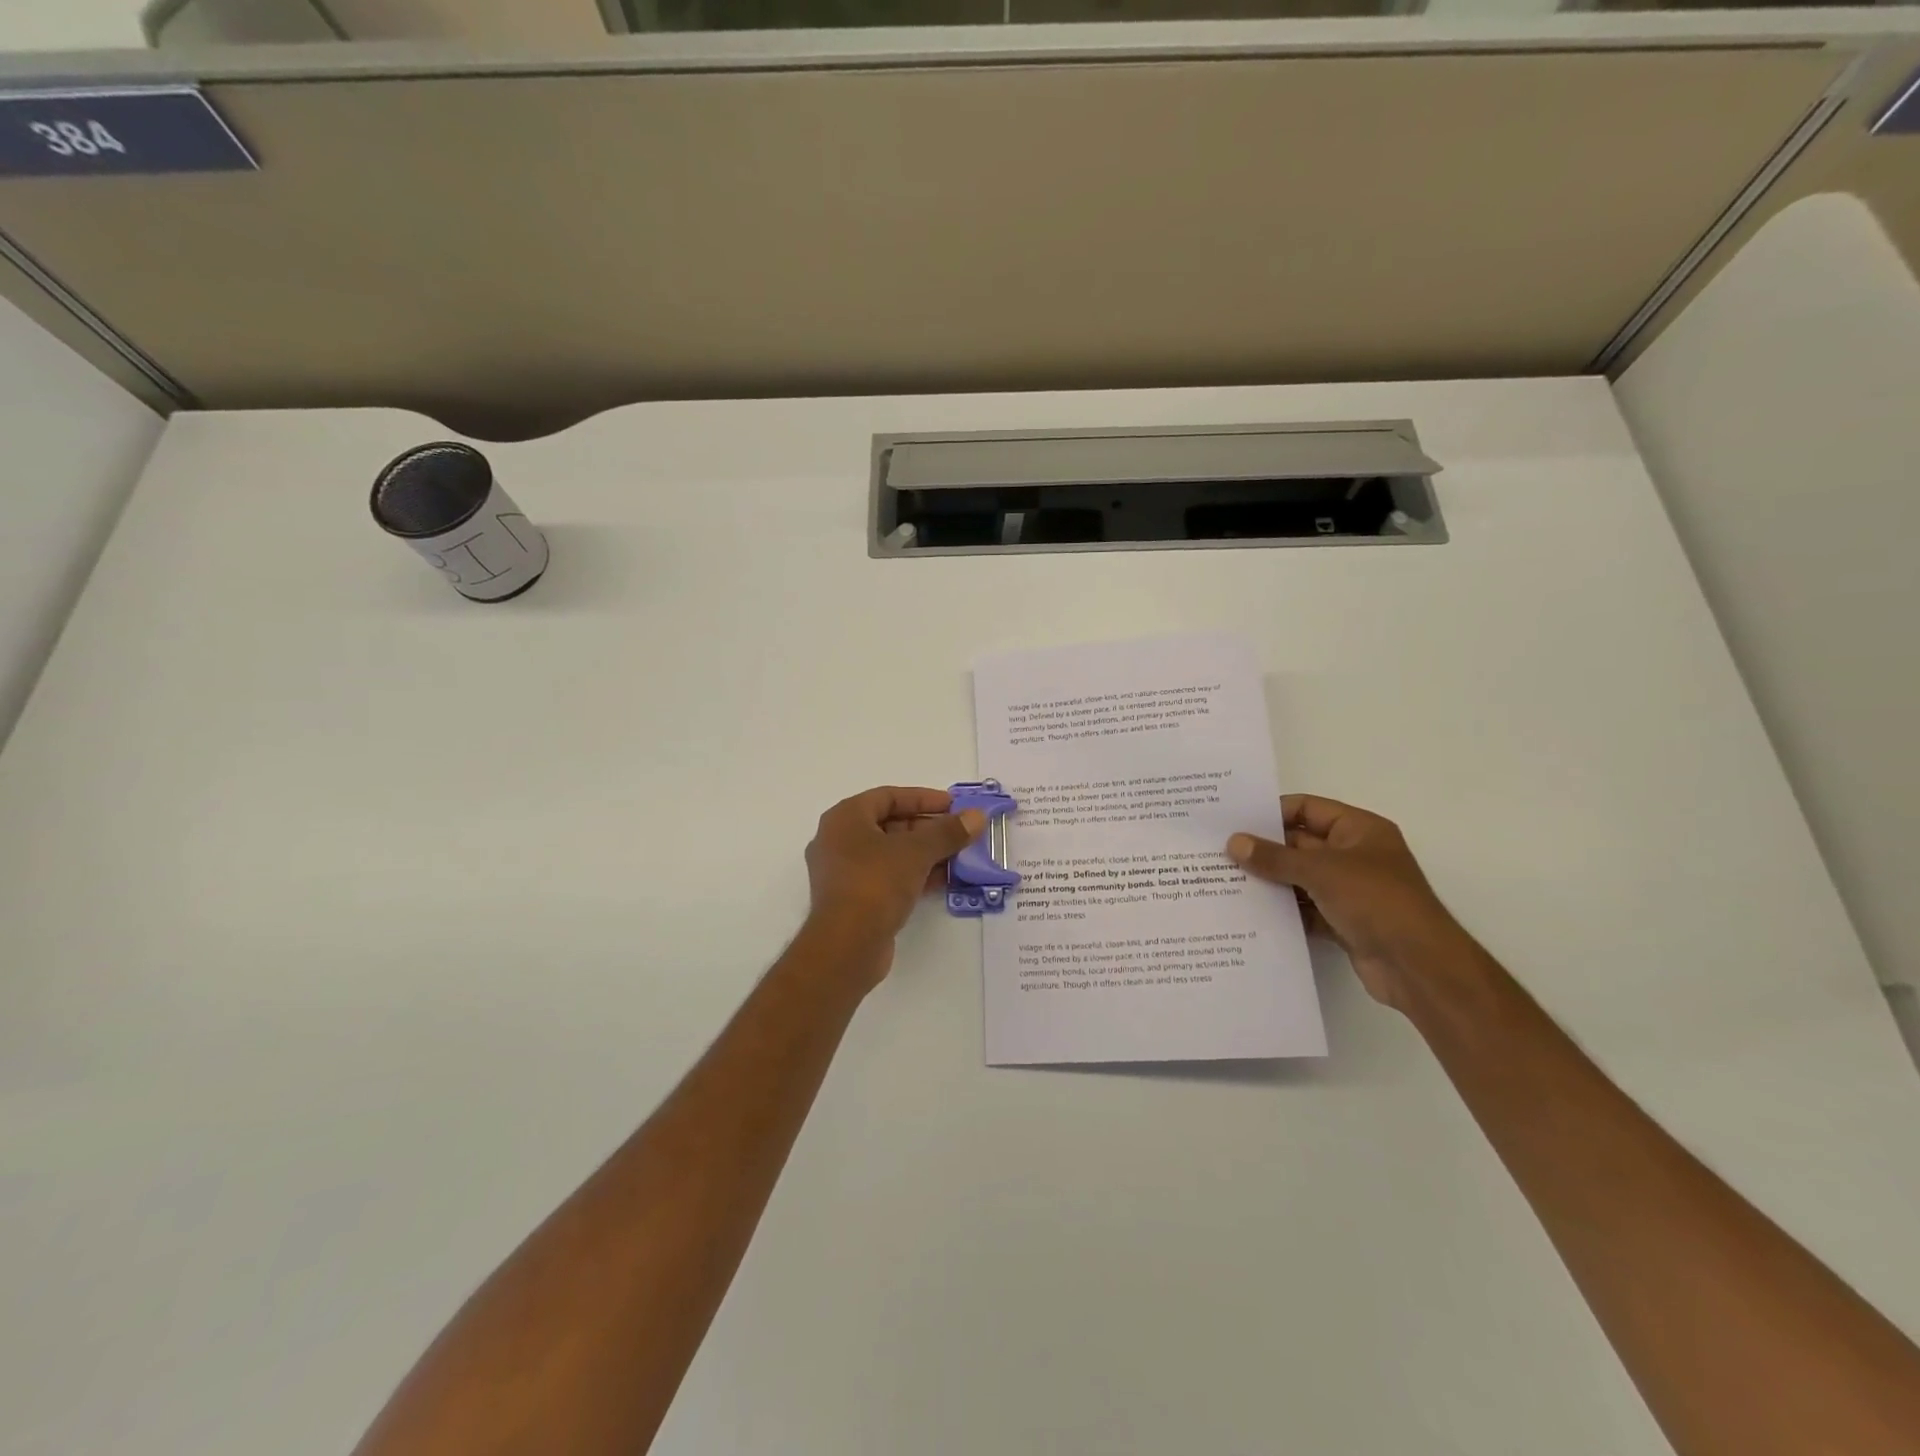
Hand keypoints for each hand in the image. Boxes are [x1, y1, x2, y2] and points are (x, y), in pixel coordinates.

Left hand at [803, 786, 986, 986]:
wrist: (846, 946)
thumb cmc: (876, 883)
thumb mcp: (917, 852)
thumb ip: (947, 832)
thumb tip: (977, 816)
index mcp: (845, 818)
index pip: (889, 796)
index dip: (923, 798)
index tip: (954, 806)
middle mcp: (839, 840)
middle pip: (890, 824)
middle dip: (928, 828)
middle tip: (960, 833)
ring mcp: (844, 872)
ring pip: (891, 853)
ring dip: (925, 853)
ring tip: (959, 857)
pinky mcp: (853, 900)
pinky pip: (888, 877)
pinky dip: (914, 875)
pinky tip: (944, 881)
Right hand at [1227, 795, 1474, 1011]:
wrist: (1419, 967)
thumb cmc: (1377, 901)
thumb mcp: (1321, 871)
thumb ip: (1275, 857)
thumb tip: (1234, 842)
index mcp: (1359, 830)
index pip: (1308, 809)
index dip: (1272, 812)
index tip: (1234, 821)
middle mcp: (1355, 856)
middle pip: (1300, 844)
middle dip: (1264, 850)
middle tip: (1219, 853)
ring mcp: (1349, 891)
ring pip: (1299, 879)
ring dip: (1270, 882)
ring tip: (1224, 881)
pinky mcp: (1343, 922)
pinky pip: (1305, 909)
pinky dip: (1282, 911)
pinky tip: (1248, 913)